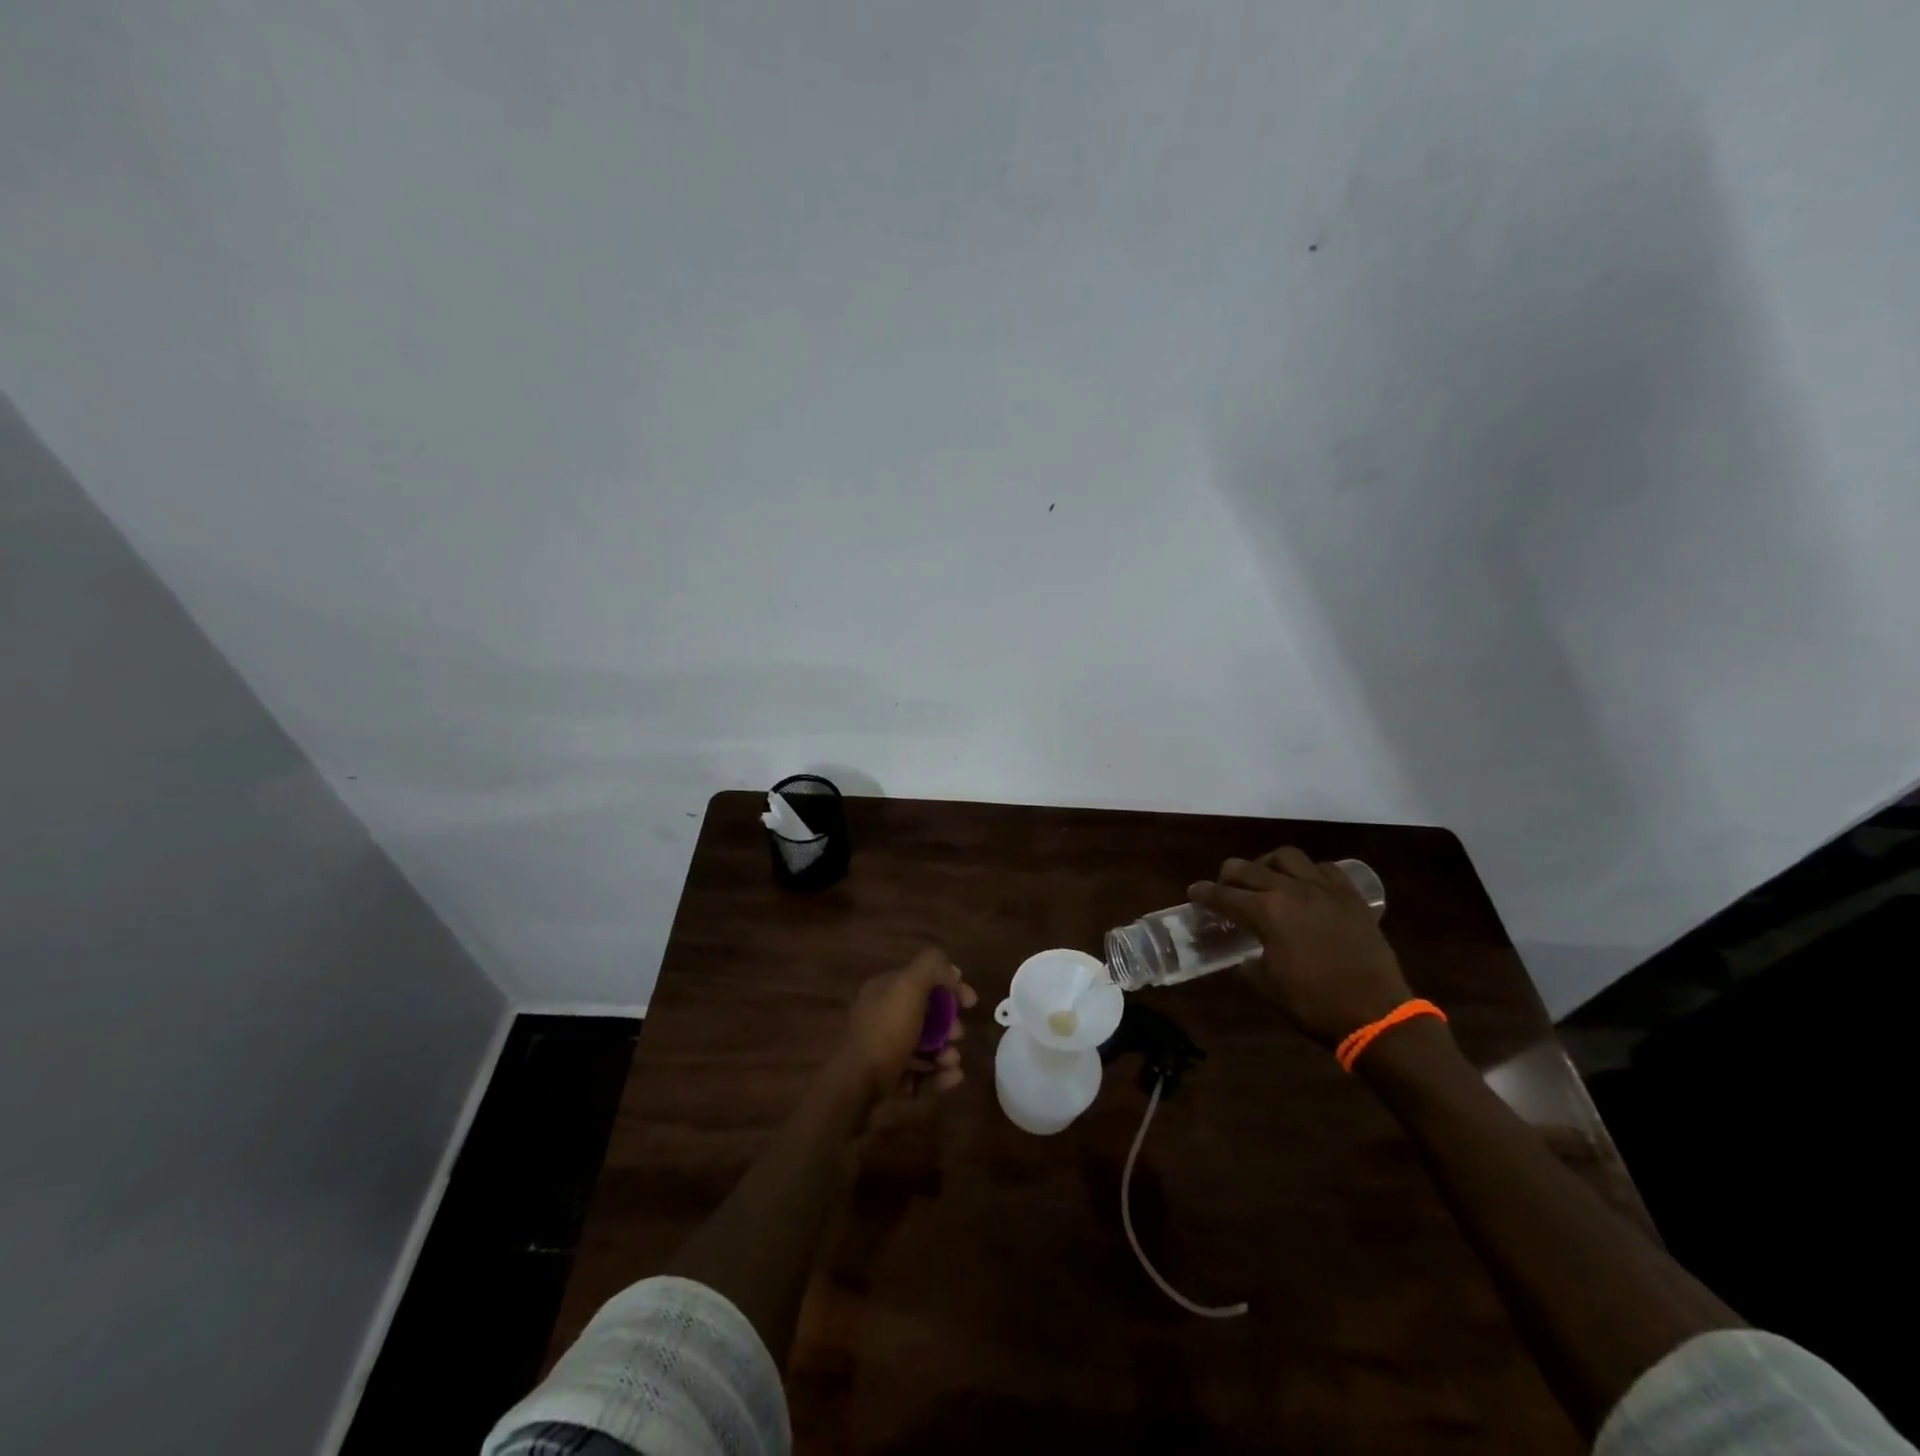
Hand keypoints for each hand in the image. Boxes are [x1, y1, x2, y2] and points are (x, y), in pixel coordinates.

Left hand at [833, 947, 975, 1109]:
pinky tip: (953, 1077)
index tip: (970, 1002)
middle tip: (957, 1034)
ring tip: (952, 1060)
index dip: (949, 987)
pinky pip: (922, 1076)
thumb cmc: (885, 1032)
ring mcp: (885, 1052)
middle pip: (926, 1017)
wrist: (855, 1086)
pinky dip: (940, 1076)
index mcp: (883, 991)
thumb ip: (931, 967)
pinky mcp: (890, 1082)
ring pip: (926, 1049)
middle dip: (949, 1025)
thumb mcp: (909, 986)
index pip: (921, 981)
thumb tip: (952, 970)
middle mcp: (882, 1018)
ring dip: (947, 1053)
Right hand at [1189, 848, 1410, 1046]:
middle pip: (1249, 868)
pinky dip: (1308, 872)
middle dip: (1229, 875)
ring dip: (1268, 864)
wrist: (1376, 1014)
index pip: (1224, 895)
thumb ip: (1247, 964)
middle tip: (1225, 887)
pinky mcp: (1351, 897)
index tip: (1194, 893)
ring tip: (1266, 878)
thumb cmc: (1314, 1003)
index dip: (1204, 894)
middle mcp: (1292, 890)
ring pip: (1288, 857)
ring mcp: (1324, 889)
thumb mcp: (1266, 986)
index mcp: (1266, 912)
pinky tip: (1306, 887)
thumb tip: (1241, 956)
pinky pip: (1325, 869)